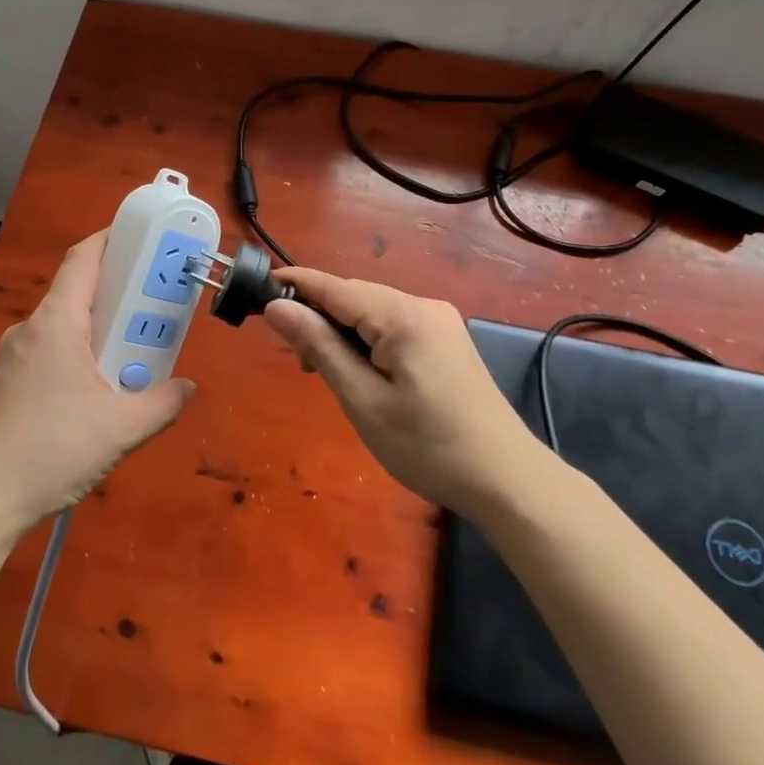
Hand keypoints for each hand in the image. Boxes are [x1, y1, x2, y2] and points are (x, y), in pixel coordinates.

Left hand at [0, 231, 193, 538]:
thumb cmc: (51, 451)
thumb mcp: (121, 429)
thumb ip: (162, 404)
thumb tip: (187, 387)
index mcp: (56, 324)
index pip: (84, 259)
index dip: (113, 239)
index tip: (144, 237)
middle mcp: (31, 329)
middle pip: (78, 291)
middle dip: (119, 291)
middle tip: (156, 302)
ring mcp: (14, 356)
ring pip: (66, 324)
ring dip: (101, 328)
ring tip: (135, 349)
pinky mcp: (8, 382)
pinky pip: (52, 349)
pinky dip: (81, 352)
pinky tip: (99, 387)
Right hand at [264, 269, 543, 517]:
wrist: (506, 479)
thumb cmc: (427, 446)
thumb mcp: (362, 400)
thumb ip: (319, 347)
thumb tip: (278, 307)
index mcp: (401, 315)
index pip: (334, 286)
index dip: (294, 285)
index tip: (256, 291)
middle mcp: (422, 305)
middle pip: (354, 296)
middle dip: (318, 315)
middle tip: (294, 358)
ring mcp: (439, 321)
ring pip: (373, 311)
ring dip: (342, 331)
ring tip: (323, 370)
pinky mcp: (447, 339)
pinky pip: (394, 325)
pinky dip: (368, 339)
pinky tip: (360, 370)